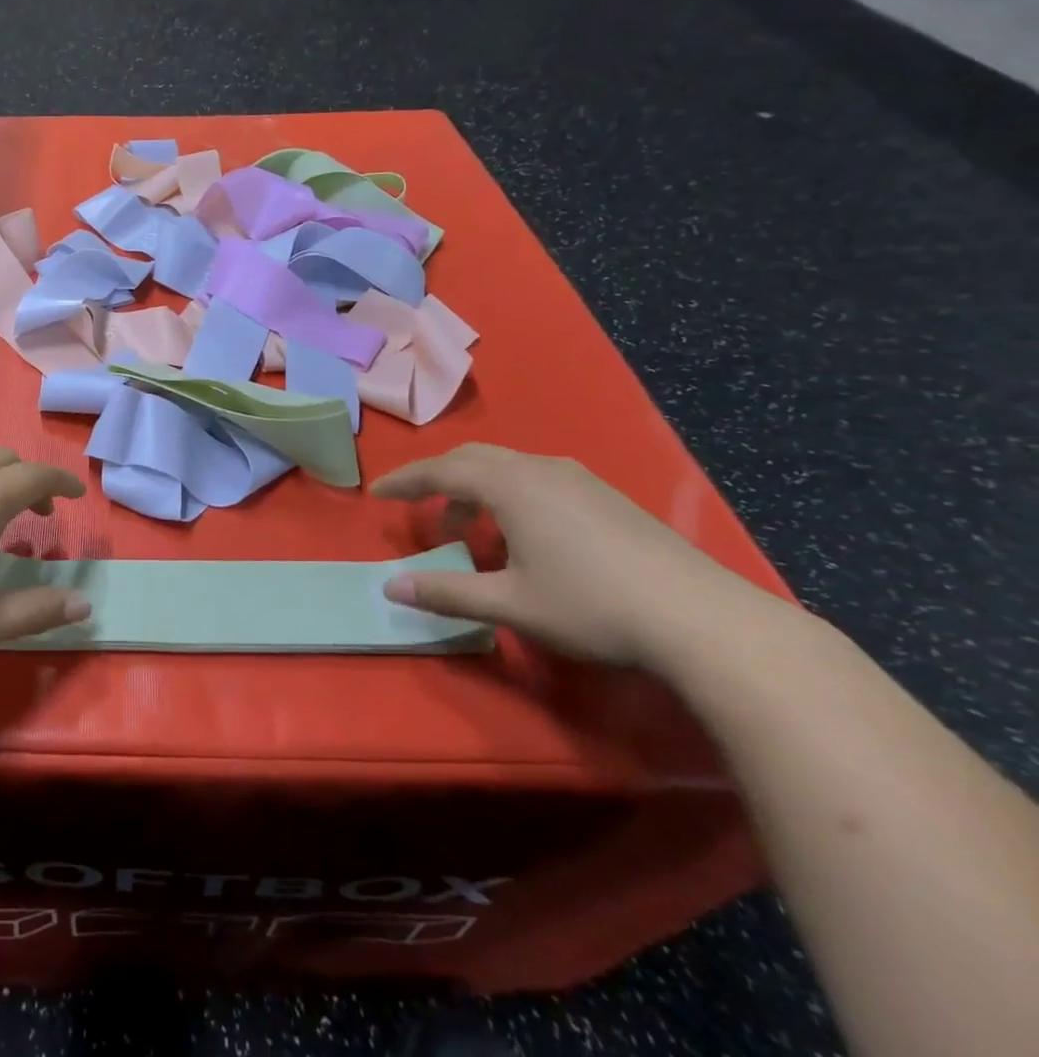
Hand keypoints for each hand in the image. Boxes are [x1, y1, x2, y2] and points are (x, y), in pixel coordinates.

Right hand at [372, 444, 778, 670]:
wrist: (704, 621)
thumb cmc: (592, 606)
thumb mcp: (510, 604)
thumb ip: (446, 592)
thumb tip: (391, 586)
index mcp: (510, 485)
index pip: (440, 471)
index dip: (405, 482)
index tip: (377, 493)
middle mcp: (540, 469)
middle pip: (473, 459)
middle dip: (438, 479)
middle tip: (418, 507)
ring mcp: (579, 480)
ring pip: (509, 467)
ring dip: (476, 489)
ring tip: (471, 530)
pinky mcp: (607, 498)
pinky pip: (538, 479)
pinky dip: (510, 495)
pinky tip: (525, 535)